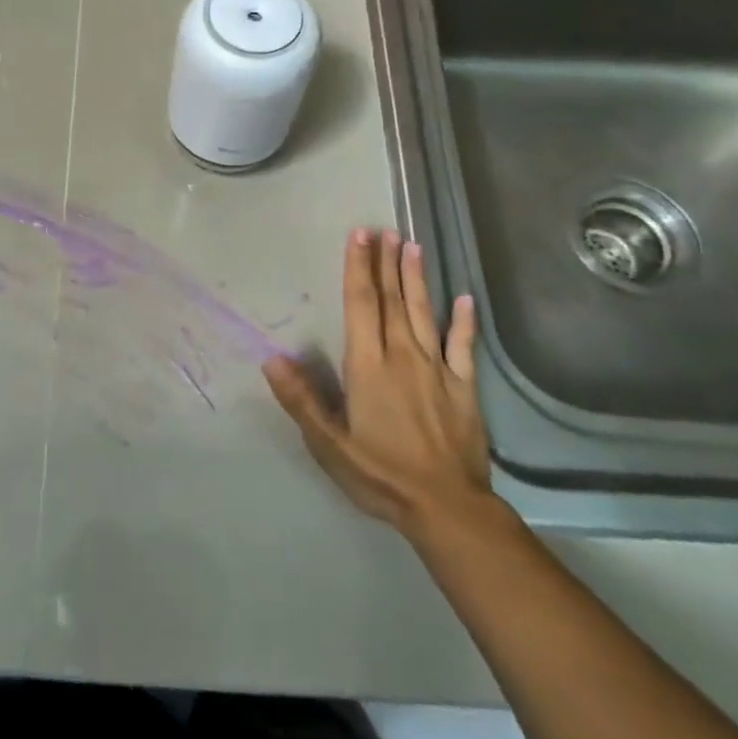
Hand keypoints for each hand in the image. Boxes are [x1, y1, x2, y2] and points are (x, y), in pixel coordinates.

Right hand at [264, 228, 496, 541]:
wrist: (447, 508)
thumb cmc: (380, 474)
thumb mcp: (329, 444)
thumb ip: (302, 399)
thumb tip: (272, 359)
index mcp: (368, 365)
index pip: (361, 305)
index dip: (358, 268)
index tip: (359, 236)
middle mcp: (402, 356)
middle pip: (391, 300)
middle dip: (385, 263)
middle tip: (383, 230)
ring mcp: (437, 369)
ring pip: (424, 314)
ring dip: (417, 279)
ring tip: (412, 246)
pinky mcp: (464, 388)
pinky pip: (464, 348)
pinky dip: (464, 322)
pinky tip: (465, 299)